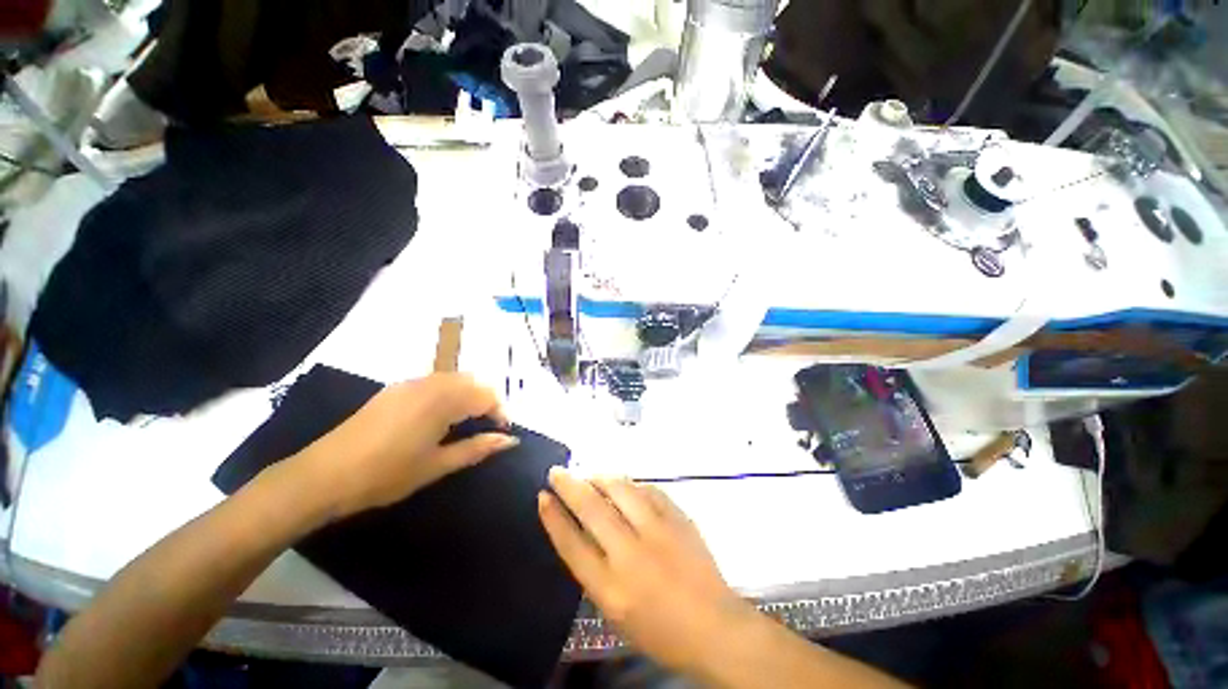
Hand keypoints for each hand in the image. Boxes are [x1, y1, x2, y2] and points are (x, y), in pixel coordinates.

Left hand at [291, 373, 517, 519]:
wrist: (322, 476)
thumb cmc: (386, 474)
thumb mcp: (437, 465)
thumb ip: (477, 448)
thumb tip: (510, 440)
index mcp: (442, 401)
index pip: (486, 396)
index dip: (500, 412)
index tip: (504, 432)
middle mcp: (429, 384)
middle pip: (473, 382)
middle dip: (487, 401)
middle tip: (488, 427)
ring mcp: (410, 384)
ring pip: (454, 379)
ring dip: (468, 395)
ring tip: (468, 422)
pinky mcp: (395, 389)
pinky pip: (434, 382)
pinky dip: (449, 393)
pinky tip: (441, 417)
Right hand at [538, 470, 754, 672]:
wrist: (714, 626)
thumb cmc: (660, 630)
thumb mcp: (616, 612)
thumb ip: (596, 571)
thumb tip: (582, 530)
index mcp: (611, 588)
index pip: (572, 543)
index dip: (554, 517)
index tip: (543, 496)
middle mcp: (631, 554)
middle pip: (592, 508)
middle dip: (570, 485)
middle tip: (557, 472)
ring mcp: (657, 531)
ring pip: (621, 490)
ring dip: (600, 478)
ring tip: (590, 475)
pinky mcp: (678, 518)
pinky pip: (649, 490)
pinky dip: (632, 484)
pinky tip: (625, 484)